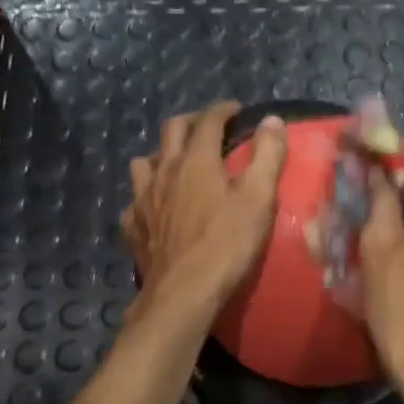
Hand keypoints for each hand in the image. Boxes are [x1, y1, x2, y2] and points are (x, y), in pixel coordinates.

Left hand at [121, 102, 286, 318]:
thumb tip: (271, 120)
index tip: (236, 110)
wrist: (183, 293)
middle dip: (191, 122)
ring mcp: (142, 199)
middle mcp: (164, 171)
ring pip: (144, 161)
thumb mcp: (258, 198)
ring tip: (176, 164)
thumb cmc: (227, 244)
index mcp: (196, 160)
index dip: (223, 110)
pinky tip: (156, 207)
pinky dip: (147, 194)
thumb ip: (267, 156)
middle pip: (171, 131)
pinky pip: (134, 199)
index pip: (208, 121)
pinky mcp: (132, 226)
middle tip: (208, 128)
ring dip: (162, 154)